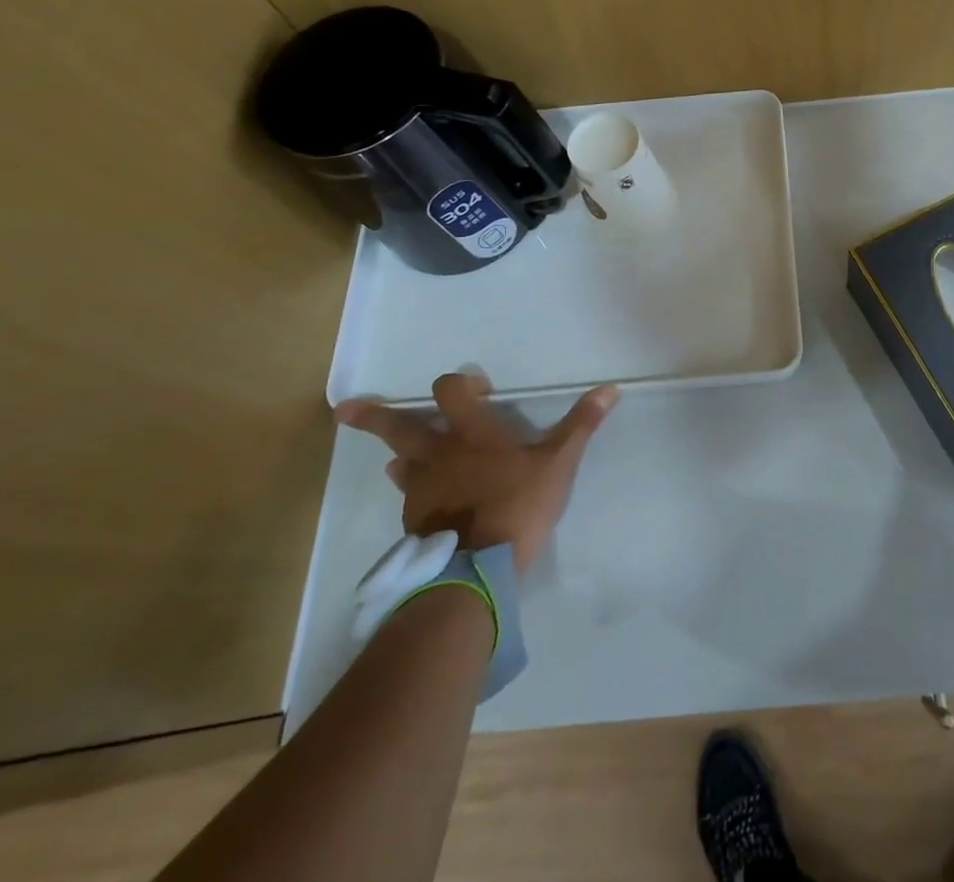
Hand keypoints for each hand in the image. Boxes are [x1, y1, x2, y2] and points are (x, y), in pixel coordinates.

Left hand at [334, 372, 617, 573]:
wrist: (476, 569)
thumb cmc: (518, 504)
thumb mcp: (558, 463)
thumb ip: (581, 425)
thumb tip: (610, 388)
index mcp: (470, 433)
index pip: (450, 392)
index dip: (458, 384)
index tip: (473, 388)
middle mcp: (438, 455)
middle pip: (399, 427)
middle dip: (373, 416)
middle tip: (343, 410)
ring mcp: (421, 490)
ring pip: (401, 464)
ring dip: (401, 456)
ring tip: (400, 460)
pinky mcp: (416, 522)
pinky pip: (409, 498)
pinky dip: (414, 491)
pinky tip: (423, 502)